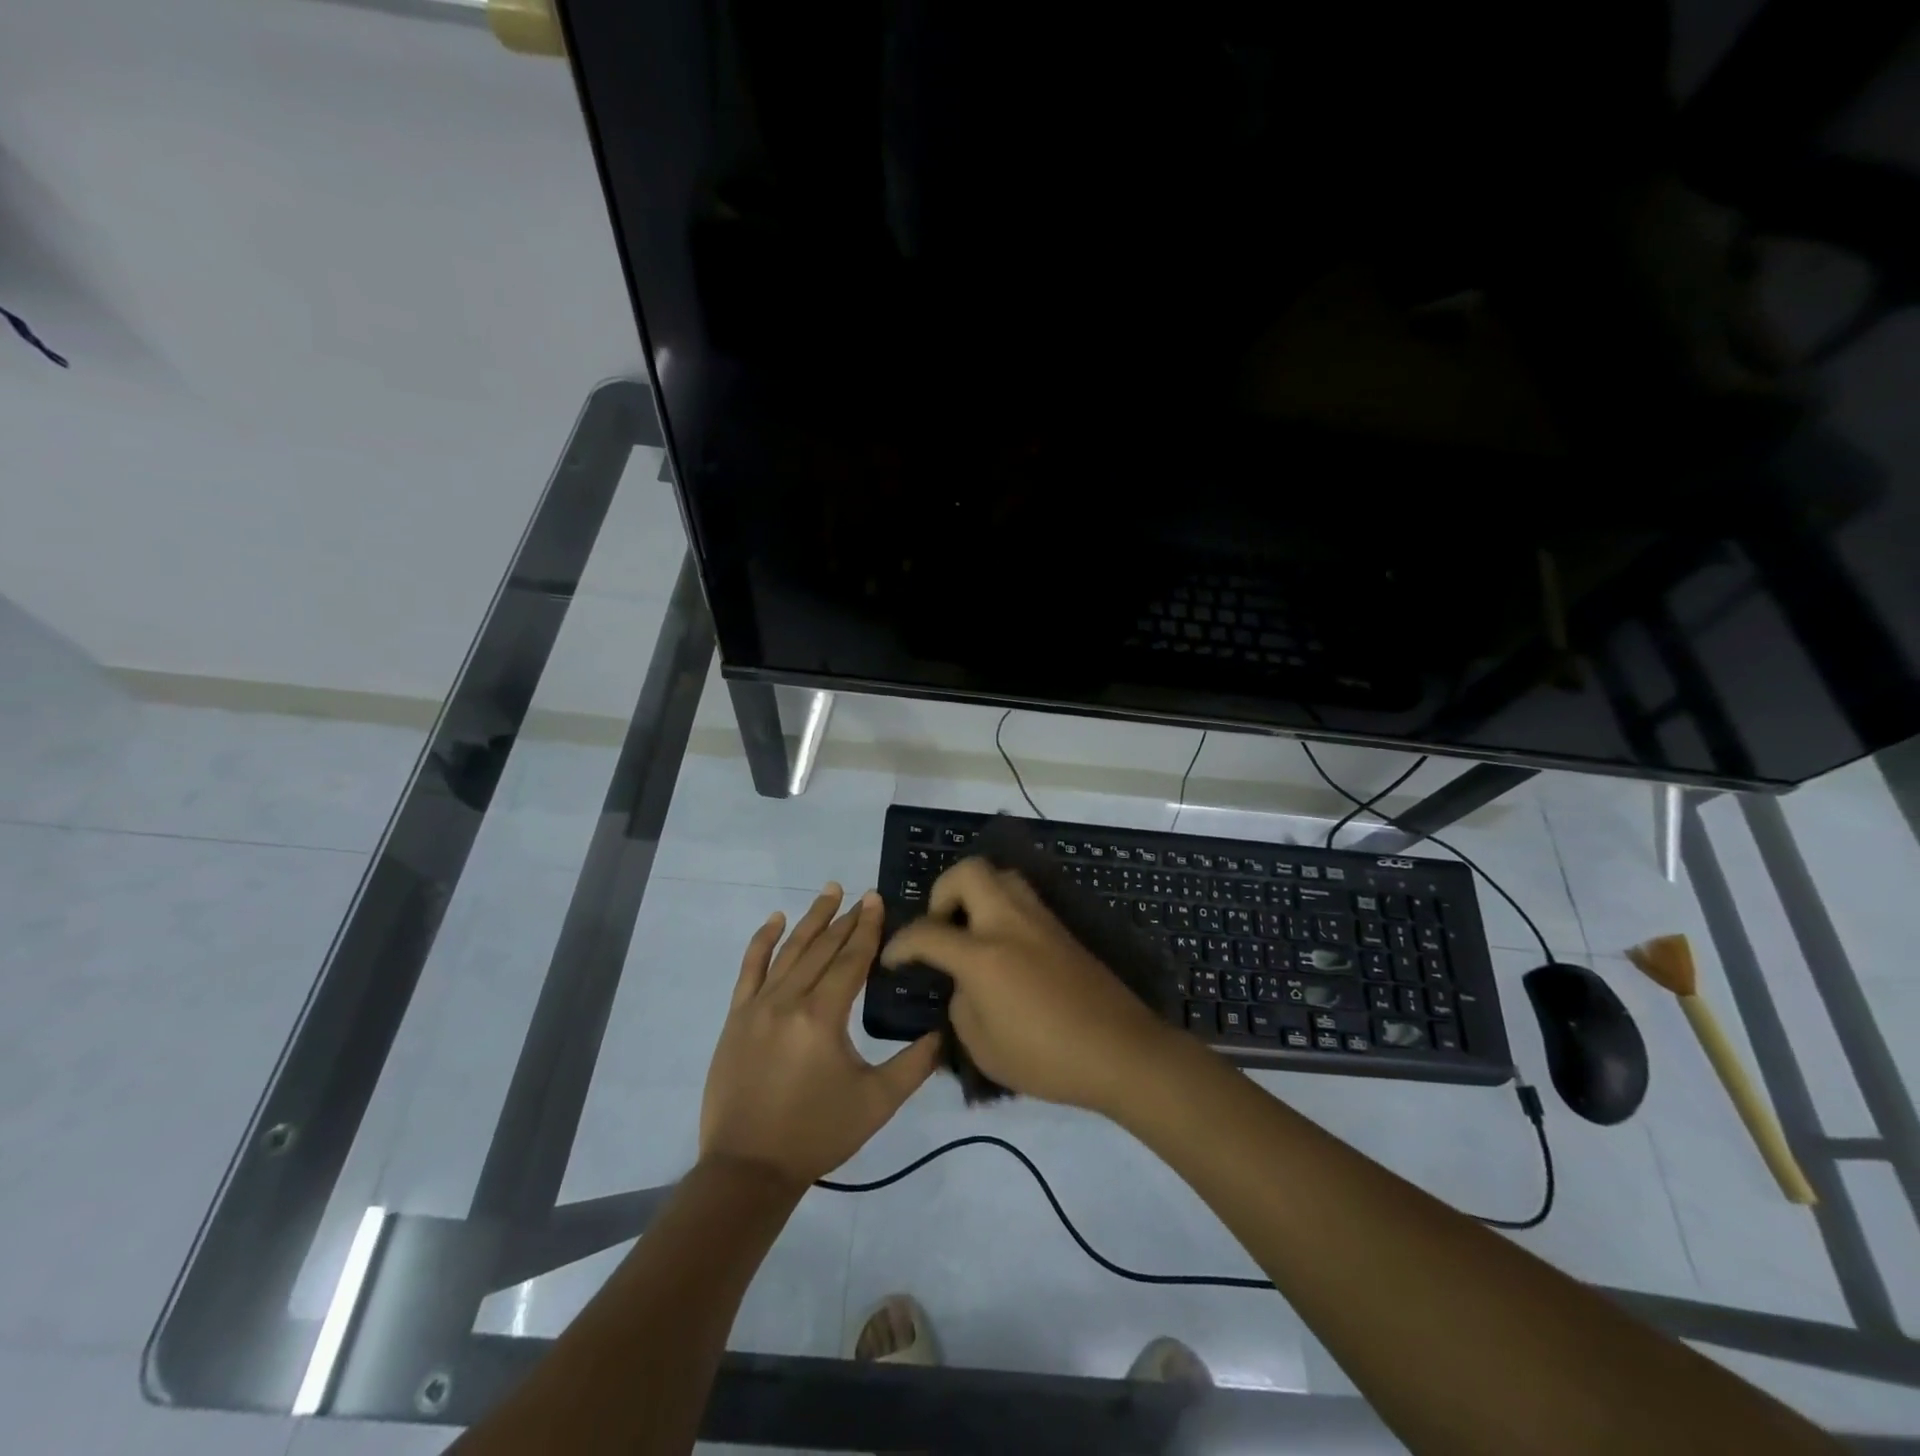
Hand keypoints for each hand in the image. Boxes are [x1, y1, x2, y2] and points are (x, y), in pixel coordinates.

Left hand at [700, 885, 940, 1191]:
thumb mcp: (877, 1102)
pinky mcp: (737, 1017)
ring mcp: (758, 1006)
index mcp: (823, 1015)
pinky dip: (763, 941)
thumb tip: (944, 1032)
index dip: (867, 928)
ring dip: (811, 919)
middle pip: (822, 948)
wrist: (748, 1169)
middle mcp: (789, 1000)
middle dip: (845, 919)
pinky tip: (775, 920)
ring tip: (829, 892)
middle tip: (862, 895)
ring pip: (790, 950)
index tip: (877, 899)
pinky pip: (750, 968)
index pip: (851, 959)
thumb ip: (915, 1064)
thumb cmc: (818, 1134)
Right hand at [879, 859, 1179, 1113]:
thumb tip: (965, 982)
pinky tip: (1002, 945)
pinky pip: (1022, 897)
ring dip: (976, 892)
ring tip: (971, 930)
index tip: (892, 959)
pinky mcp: (1061, 929)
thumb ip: (961, 1004)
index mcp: (983, 954)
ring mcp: (1040, 920)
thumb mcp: (983, 1046)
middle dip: (942, 891)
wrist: (1120, 1051)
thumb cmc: (1046, 1058)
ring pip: (1001, 875)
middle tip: (941, 926)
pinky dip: (1001, 906)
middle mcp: (1009, 923)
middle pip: (968, 872)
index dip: (900, 944)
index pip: (927, 932)